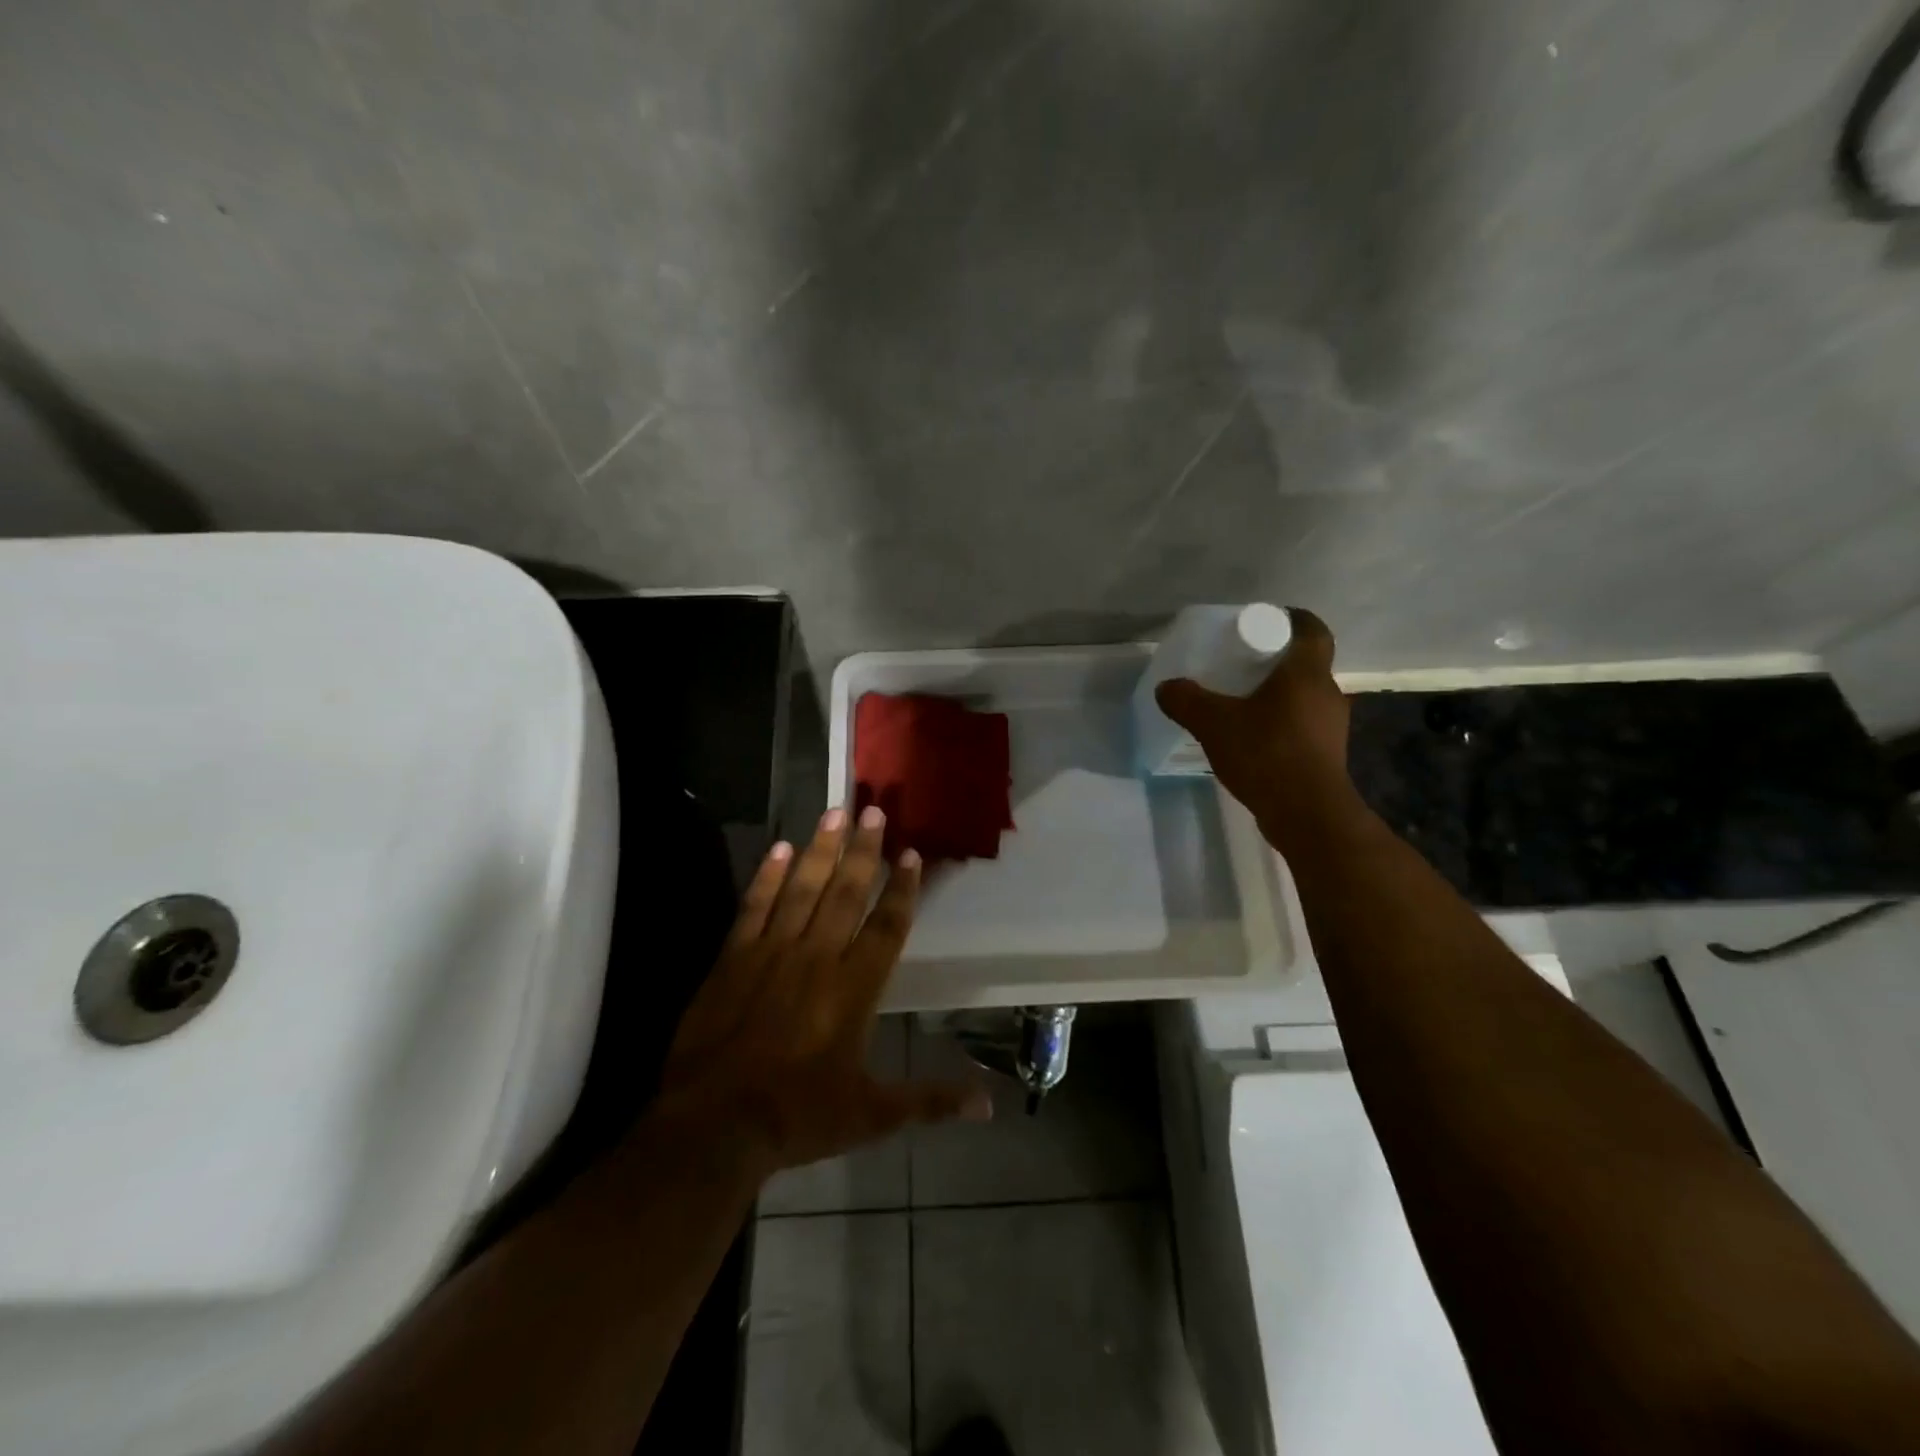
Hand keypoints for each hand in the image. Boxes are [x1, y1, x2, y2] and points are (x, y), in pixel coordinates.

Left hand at [648, 807, 990, 1185]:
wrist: (714, 1124)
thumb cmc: (799, 1116)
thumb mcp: (872, 1115)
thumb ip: (930, 1101)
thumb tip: (989, 1106)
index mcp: (854, 989)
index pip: (886, 927)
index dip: (902, 890)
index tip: (911, 854)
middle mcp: (817, 958)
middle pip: (846, 894)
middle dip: (864, 851)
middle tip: (875, 810)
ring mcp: (772, 952)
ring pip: (803, 889)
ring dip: (821, 850)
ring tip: (835, 813)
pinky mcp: (733, 958)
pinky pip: (755, 907)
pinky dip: (767, 877)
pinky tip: (779, 848)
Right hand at [1154, 607, 1366, 852]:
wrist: (1307, 814)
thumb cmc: (1266, 754)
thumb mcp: (1213, 723)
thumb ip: (1187, 701)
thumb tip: (1167, 687)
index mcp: (1306, 674)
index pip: (1312, 630)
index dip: (1294, 619)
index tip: (1269, 620)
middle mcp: (1326, 694)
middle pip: (1306, 664)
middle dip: (1276, 661)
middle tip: (1242, 664)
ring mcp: (1331, 727)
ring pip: (1304, 698)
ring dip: (1278, 696)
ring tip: (1243, 704)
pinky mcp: (1326, 755)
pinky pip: (1302, 727)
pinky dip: (1281, 725)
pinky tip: (1253, 740)